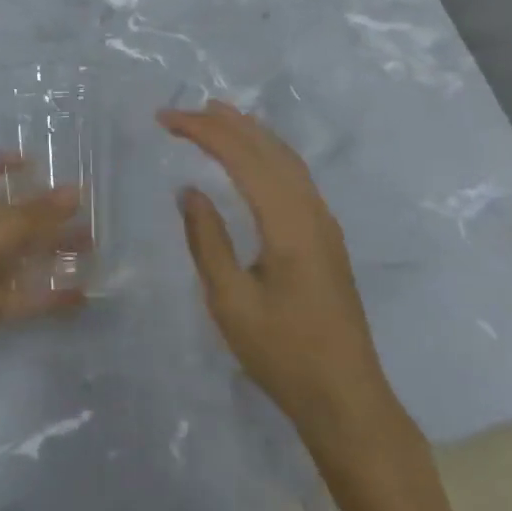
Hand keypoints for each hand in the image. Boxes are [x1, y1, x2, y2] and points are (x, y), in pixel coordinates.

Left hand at [0, 154, 82, 404]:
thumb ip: (28, 216)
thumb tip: (73, 193)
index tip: (30, 163)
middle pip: (9, 216)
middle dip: (42, 211)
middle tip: (82, 210)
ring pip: (22, 256)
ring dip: (53, 250)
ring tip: (91, 247)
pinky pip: (25, 296)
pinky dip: (51, 295)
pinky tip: (81, 295)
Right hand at [161, 101, 391, 445]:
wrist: (347, 399)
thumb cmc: (283, 354)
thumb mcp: (230, 302)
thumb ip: (207, 240)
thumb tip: (190, 189)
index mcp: (288, 221)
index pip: (241, 156)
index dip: (202, 130)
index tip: (165, 119)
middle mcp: (311, 210)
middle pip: (267, 147)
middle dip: (223, 122)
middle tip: (182, 110)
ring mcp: (324, 221)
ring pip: (285, 157)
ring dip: (248, 131)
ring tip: (215, 114)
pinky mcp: (326, 235)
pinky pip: (294, 174)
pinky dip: (266, 151)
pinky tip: (252, 157)